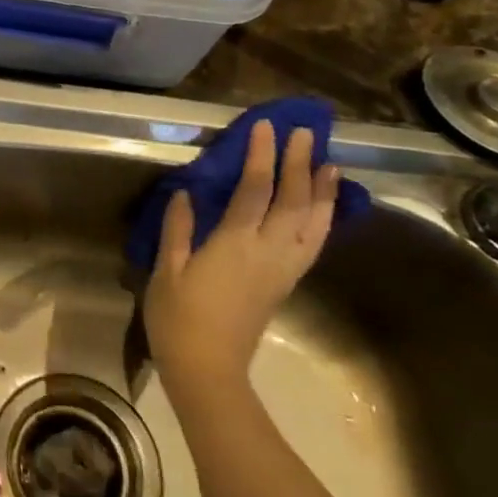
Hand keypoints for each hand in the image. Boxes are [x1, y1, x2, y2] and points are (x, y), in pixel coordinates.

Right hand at [144, 121, 337, 397]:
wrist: (208, 369)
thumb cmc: (178, 318)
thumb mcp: (167, 270)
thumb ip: (178, 229)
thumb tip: (186, 193)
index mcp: (235, 244)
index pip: (255, 189)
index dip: (262, 156)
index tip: (265, 127)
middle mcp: (267, 251)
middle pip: (292, 200)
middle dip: (299, 164)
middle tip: (305, 133)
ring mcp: (282, 269)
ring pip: (312, 223)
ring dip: (322, 191)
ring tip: (330, 164)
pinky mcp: (285, 283)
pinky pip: (312, 244)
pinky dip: (322, 221)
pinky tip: (322, 208)